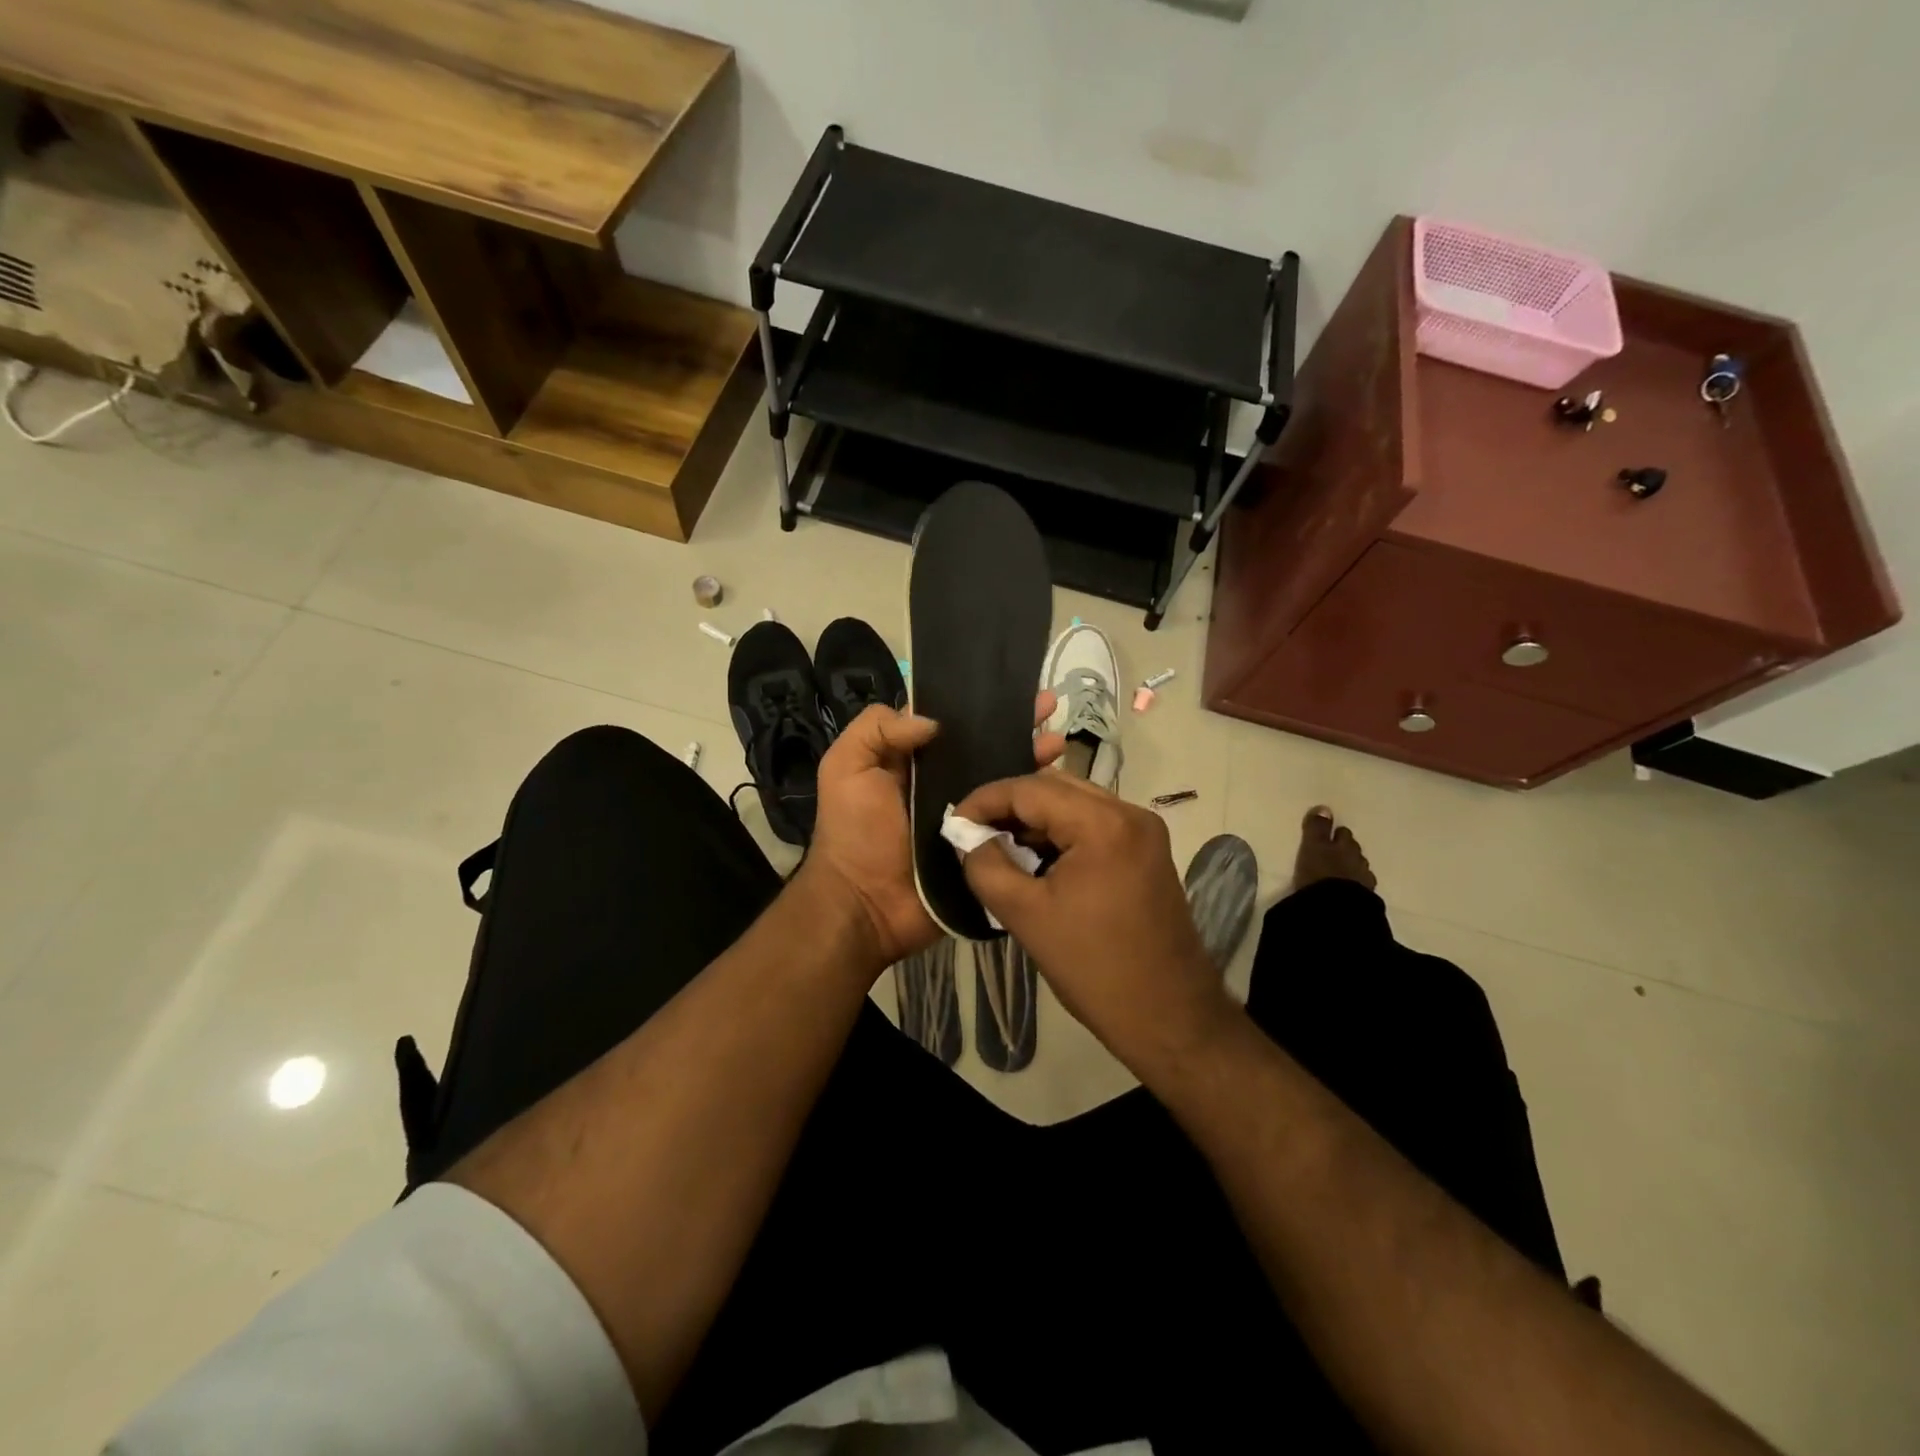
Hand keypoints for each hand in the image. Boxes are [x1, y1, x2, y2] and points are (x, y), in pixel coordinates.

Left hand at [799, 696, 1064, 975]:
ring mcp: (970, 815)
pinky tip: (1061, 785)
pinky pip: (1015, 819)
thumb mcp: (846, 768)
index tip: (1007, 688)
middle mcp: (945, 783)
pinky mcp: (987, 844)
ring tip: (1059, 742)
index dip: (977, 704)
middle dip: (1017, 725)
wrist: (867, 906)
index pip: (950, 724)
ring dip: (1033, 758)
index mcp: (913, 762)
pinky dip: (1036, 802)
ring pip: (1006, 780)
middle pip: (986, 747)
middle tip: (1049, 706)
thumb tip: (934, 721)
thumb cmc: (854, 832)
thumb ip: (877, 729)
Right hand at [952, 773, 1235, 1074]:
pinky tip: (1036, 859)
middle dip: (1009, 806)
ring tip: (999, 847)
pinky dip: (1061, 833)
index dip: (984, 800)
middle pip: (1054, 787)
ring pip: (1074, 802)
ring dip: (1035, 820)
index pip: (1029, 789)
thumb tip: (966, 836)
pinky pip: (1093, 823)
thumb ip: (985, 866)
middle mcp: (1129, 812)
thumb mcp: (1025, 916)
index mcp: (1102, 823)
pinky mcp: (1147, 850)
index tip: (953, 823)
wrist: (1168, 1015)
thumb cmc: (1093, 967)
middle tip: (973, 833)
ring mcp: (1143, 830)